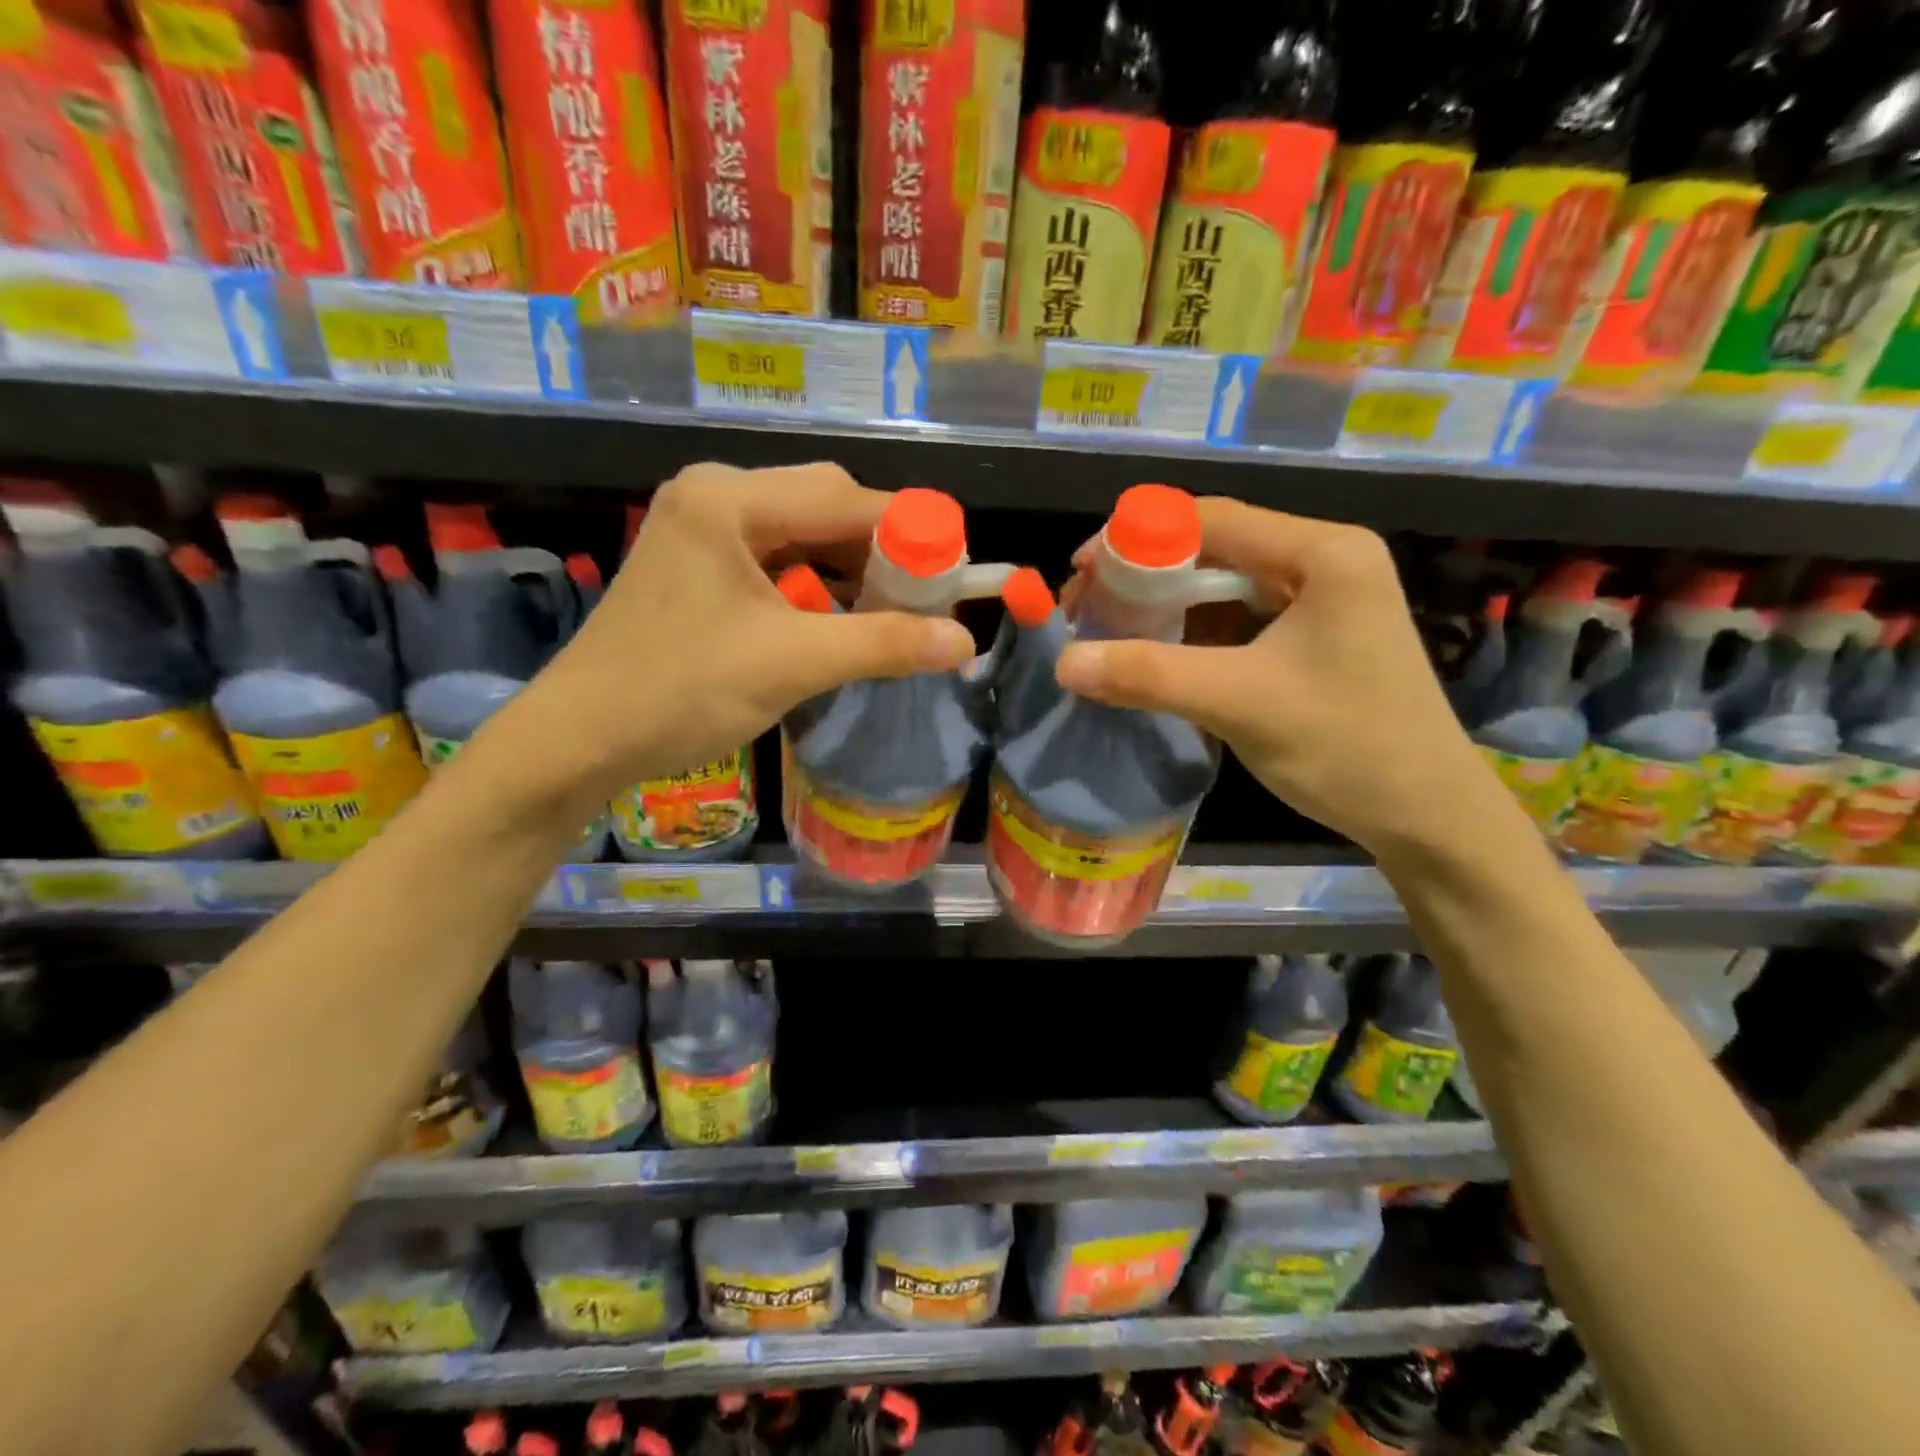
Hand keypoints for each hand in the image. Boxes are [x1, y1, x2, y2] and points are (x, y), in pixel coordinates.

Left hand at [511, 463, 974, 797]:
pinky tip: (835, 622)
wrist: (580, 738)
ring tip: (886, 618)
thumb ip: (884, 644)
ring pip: (804, 533)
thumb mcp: (792, 664)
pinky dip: (815, 586)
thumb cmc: (681, 692)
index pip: (848, 497)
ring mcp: (702, 528)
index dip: (911, 535)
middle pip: (826, 505)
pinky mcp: (698, 563)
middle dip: (880, 554)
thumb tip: (965, 642)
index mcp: (730, 499)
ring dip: (850, 572)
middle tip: (919, 605)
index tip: (955, 579)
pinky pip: (776, 558)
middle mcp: (715, 495)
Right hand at [1053, 498, 1499, 859]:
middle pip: (1213, 547)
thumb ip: (1148, 675)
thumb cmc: (1347, 748)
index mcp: (1321, 553)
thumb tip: (1063, 662)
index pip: (1210, 520)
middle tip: (1088, 613)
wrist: (1427, 816)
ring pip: (1221, 585)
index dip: (1135, 539)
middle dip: (1144, 578)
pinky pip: (1236, 618)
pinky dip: (1191, 633)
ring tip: (1110, 636)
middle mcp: (1323, 560)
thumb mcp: (1238, 704)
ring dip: (1163, 608)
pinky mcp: (1311, 635)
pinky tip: (1155, 656)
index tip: (1079, 574)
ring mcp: (1320, 598)